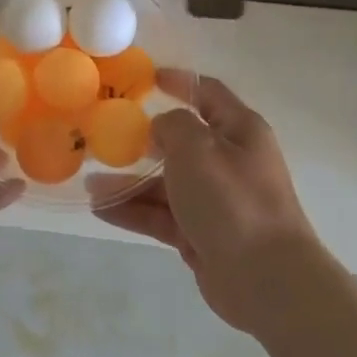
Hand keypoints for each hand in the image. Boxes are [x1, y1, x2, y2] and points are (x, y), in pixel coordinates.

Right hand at [88, 71, 321, 333]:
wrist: (266, 278)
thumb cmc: (232, 199)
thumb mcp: (197, 147)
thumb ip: (173, 126)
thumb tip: (161, 129)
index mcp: (239, 131)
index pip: (208, 94)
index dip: (180, 82)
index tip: (147, 78)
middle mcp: (229, 162)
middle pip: (180, 143)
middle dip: (142, 141)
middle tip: (104, 138)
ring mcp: (216, 201)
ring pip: (165, 183)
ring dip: (129, 183)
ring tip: (90, 184)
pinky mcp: (202, 234)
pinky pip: (162, 215)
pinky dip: (134, 211)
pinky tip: (101, 209)